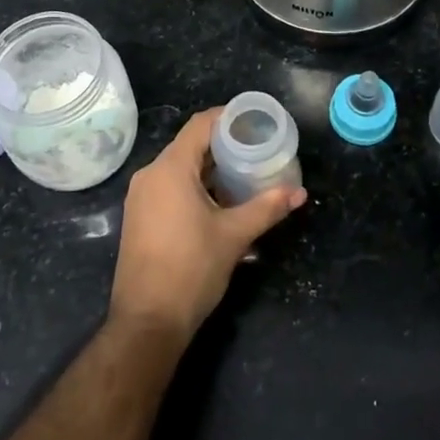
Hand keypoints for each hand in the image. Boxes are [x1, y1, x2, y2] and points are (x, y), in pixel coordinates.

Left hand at [109, 109, 305, 341]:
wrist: (147, 322)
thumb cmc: (191, 269)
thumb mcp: (235, 236)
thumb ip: (267, 208)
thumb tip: (300, 192)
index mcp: (170, 169)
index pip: (200, 125)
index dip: (228, 117)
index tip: (255, 121)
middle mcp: (150, 174)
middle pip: (190, 145)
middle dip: (224, 145)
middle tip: (257, 149)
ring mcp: (141, 197)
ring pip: (179, 168)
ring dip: (210, 168)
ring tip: (243, 175)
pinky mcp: (139, 217)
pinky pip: (169, 186)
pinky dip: (194, 186)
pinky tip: (219, 202)